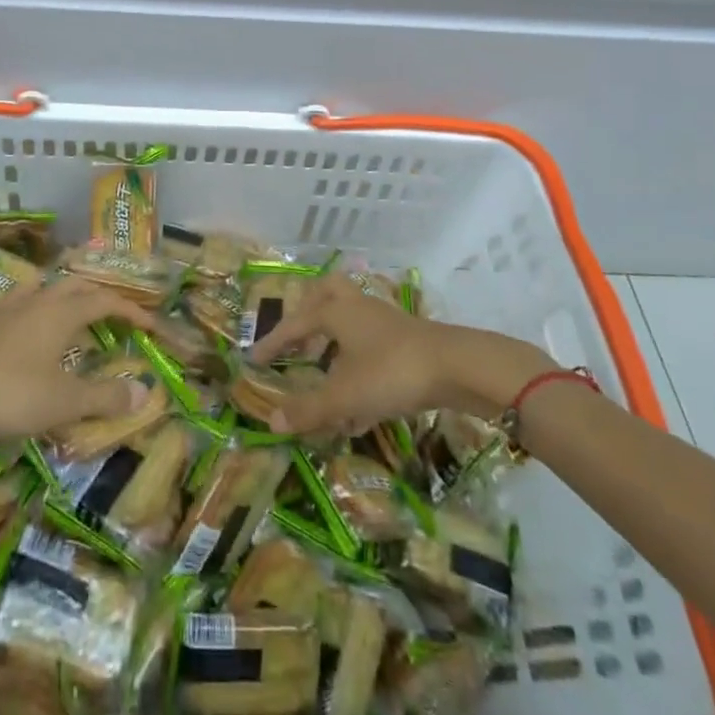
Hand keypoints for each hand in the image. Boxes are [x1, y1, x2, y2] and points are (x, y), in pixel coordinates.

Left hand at [0, 275, 158, 444]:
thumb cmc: (8, 394)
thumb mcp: (63, 403)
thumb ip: (104, 397)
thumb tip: (143, 392)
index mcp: (61, 313)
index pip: (106, 300)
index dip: (132, 310)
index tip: (151, 325)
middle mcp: (36, 301)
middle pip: (74, 284)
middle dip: (99, 294)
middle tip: (113, 312)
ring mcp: (3, 308)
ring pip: (41, 287)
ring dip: (62, 294)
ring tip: (69, 310)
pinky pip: (14, 304)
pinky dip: (31, 310)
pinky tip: (23, 330)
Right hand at [249, 277, 557, 435]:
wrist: (458, 367)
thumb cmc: (392, 372)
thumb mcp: (345, 395)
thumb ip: (308, 410)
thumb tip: (271, 422)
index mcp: (337, 312)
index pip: (296, 322)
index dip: (274, 341)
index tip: (255, 358)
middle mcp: (358, 308)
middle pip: (327, 292)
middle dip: (308, 311)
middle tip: (297, 336)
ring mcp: (385, 321)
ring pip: (351, 317)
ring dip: (334, 337)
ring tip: (323, 367)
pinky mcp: (407, 339)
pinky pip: (370, 341)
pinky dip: (356, 359)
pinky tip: (358, 395)